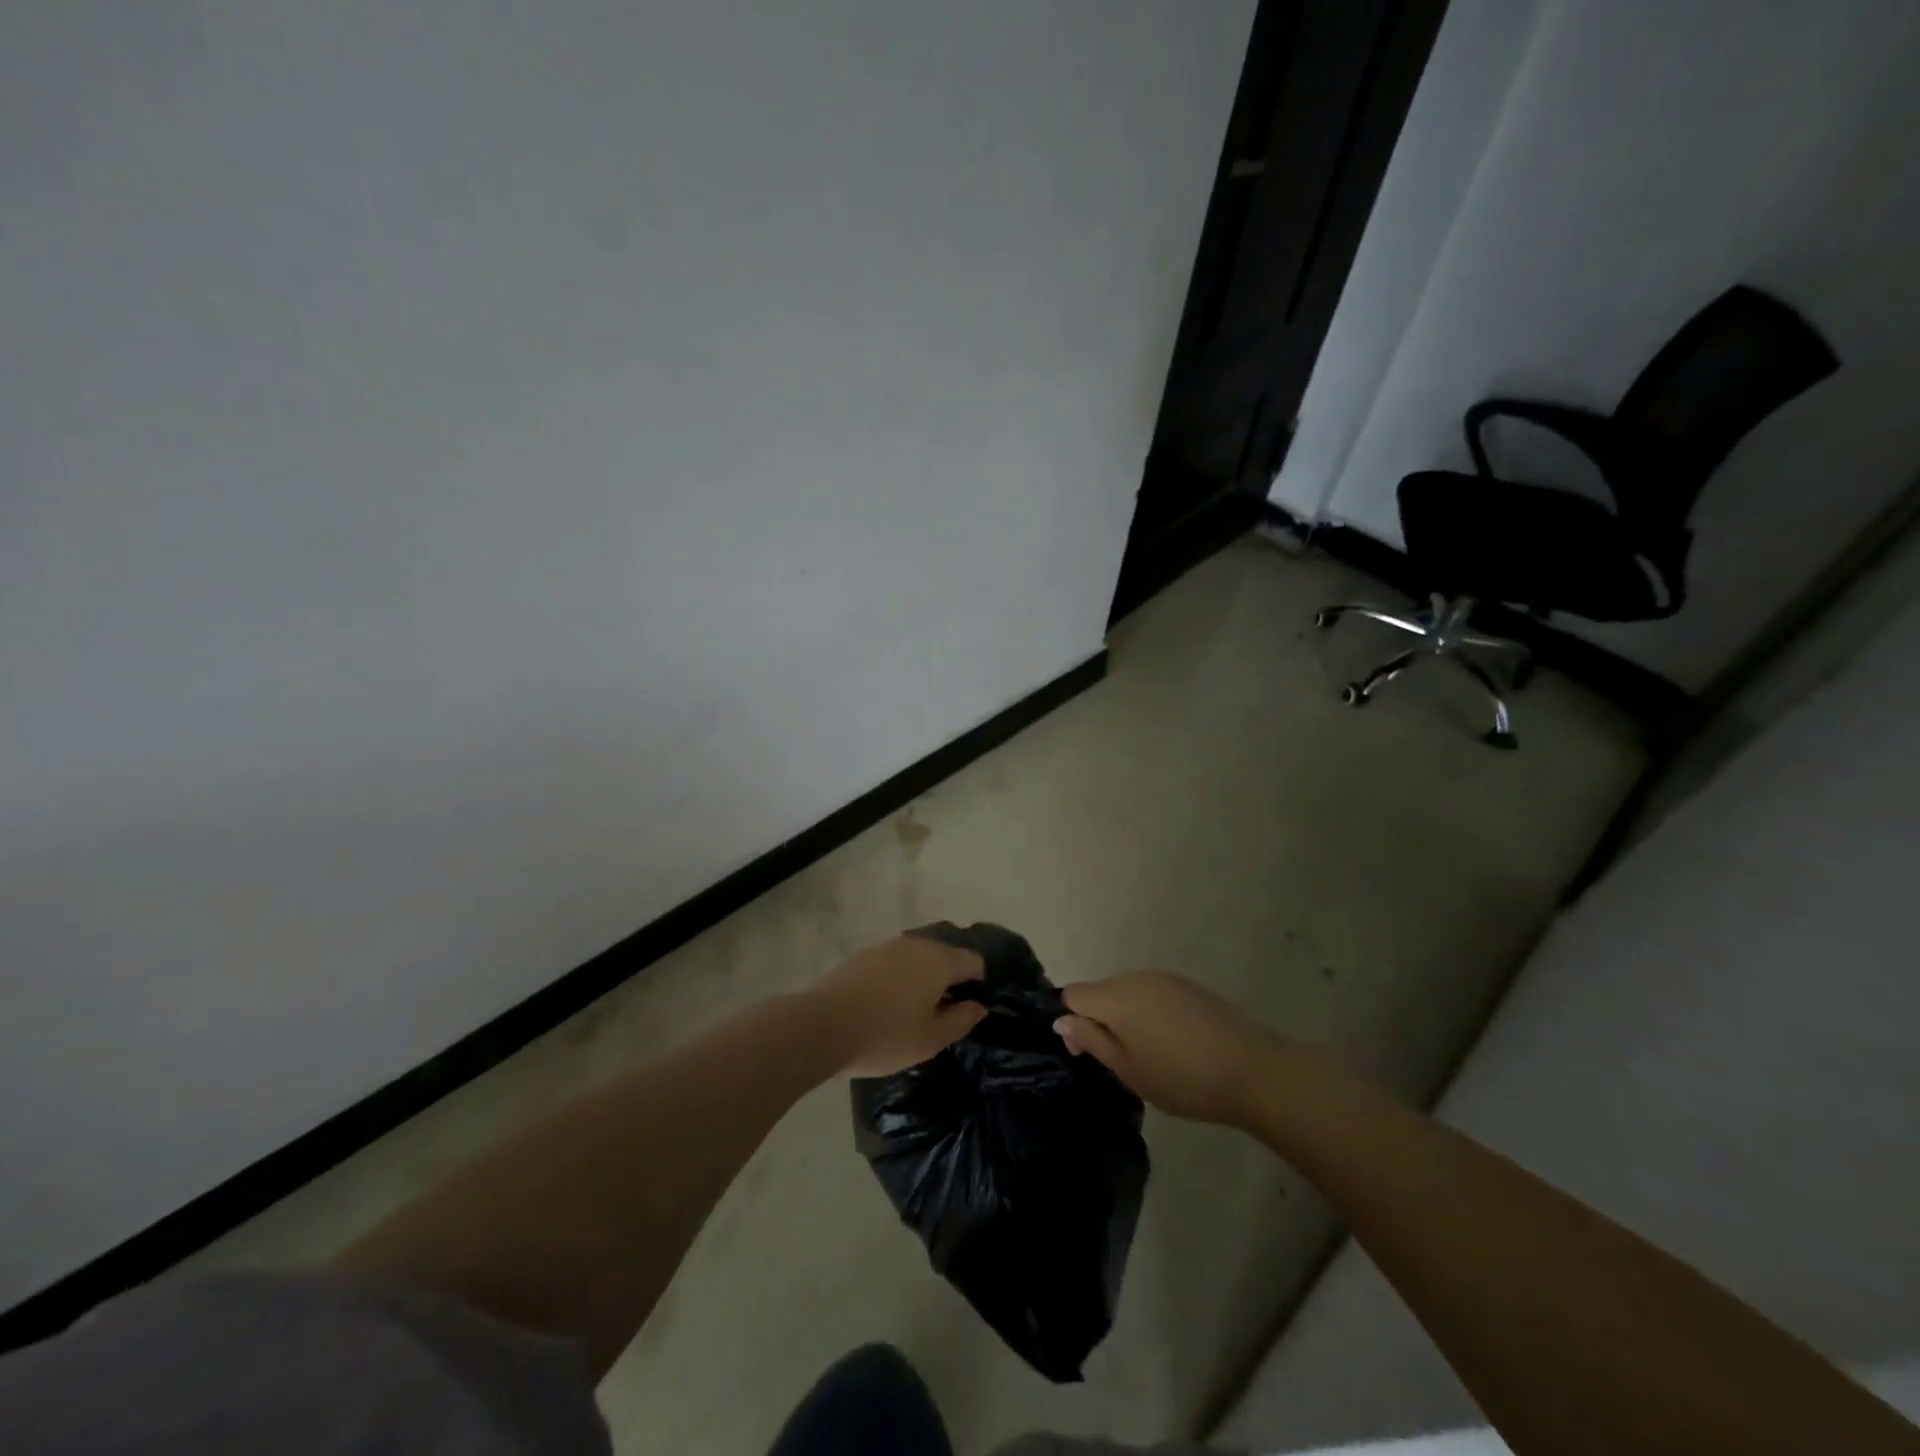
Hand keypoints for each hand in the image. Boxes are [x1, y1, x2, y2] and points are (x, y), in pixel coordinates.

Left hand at [811, 934, 987, 1076]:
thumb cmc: (885, 1036)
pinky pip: (893, 962)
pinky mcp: (863, 954)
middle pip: (945, 954)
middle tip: (942, 1013)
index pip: (973, 961)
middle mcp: (916, 944)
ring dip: (922, 977)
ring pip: (918, 957)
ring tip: (913, 1009)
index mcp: (939, 961)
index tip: (969, 1009)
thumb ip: (961, 1020)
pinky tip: (885, 1003)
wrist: (822, 1025)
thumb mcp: (930, 1039)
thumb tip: (978, 1006)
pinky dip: (898, 977)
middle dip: (950, 979)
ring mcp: (887, 946)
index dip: (978, 983)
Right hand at [1054, 970, 1277, 1124]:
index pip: (1073, 994)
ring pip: (1128, 993)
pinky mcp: (1189, 987)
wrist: (1251, 1071)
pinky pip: (1153, 995)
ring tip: (1150, 1056)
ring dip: (1127, 1018)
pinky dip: (1151, 1015)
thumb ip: (1091, 1040)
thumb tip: (1061, 1019)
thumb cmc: (1181, 1077)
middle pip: (1101, 992)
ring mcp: (1165, 979)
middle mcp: (1136, 978)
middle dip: (1100, 1021)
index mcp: (1116, 996)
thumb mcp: (1128, 1069)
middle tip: (1121, 1063)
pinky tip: (1173, 1044)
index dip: (1072, 1023)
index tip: (1089, 1054)